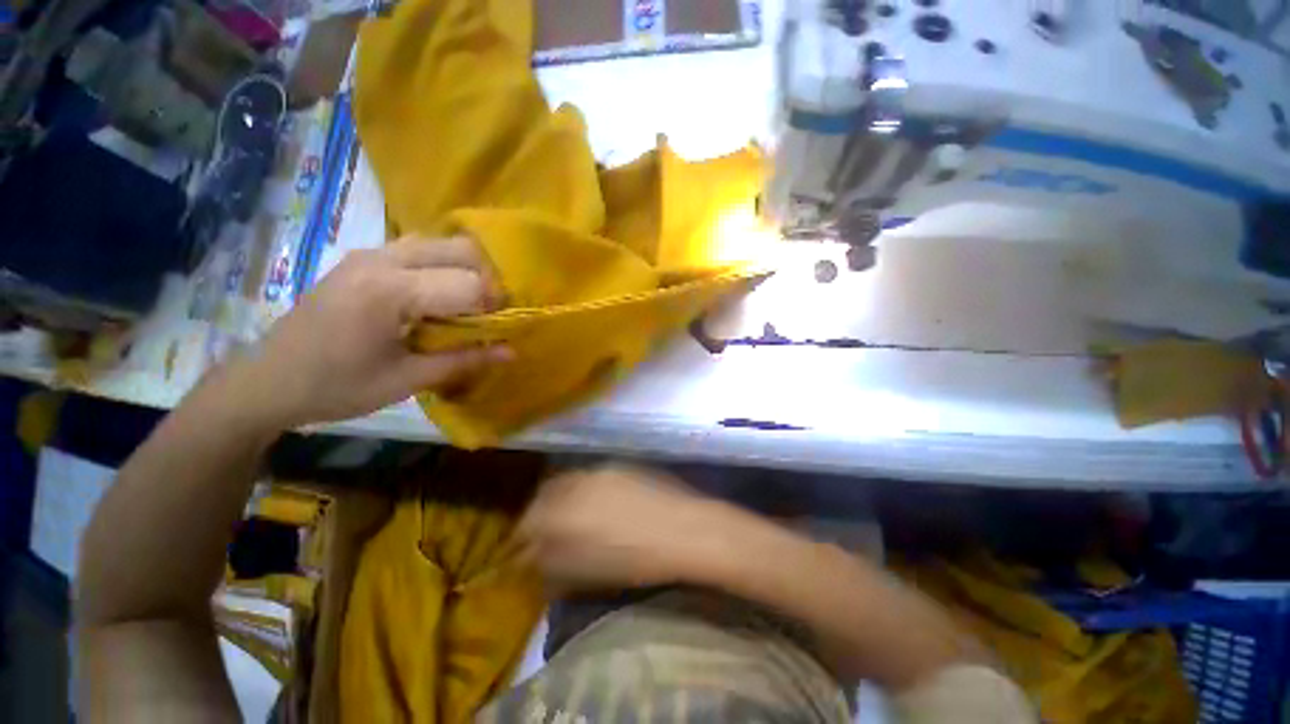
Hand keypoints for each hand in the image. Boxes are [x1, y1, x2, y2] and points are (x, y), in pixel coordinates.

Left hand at [231, 235, 510, 429]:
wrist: (267, 381)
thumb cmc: (337, 387)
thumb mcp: (406, 380)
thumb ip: (464, 360)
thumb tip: (513, 352)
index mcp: (389, 291)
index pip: (468, 284)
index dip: (494, 306)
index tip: (498, 329)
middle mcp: (381, 259)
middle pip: (460, 249)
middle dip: (486, 280)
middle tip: (487, 313)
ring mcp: (370, 253)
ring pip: (441, 243)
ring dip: (465, 269)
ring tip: (466, 304)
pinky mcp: (363, 258)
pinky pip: (419, 249)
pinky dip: (442, 266)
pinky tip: (437, 296)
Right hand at [517, 465, 736, 591]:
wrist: (684, 530)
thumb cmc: (635, 561)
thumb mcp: (584, 572)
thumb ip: (550, 561)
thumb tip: (534, 556)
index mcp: (562, 511)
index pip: (527, 521)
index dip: (523, 537)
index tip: (523, 549)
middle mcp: (576, 482)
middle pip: (544, 495)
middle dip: (538, 513)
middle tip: (544, 531)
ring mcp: (600, 469)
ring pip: (568, 481)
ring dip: (561, 497)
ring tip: (572, 515)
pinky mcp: (620, 464)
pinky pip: (591, 475)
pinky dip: (585, 487)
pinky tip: (598, 501)